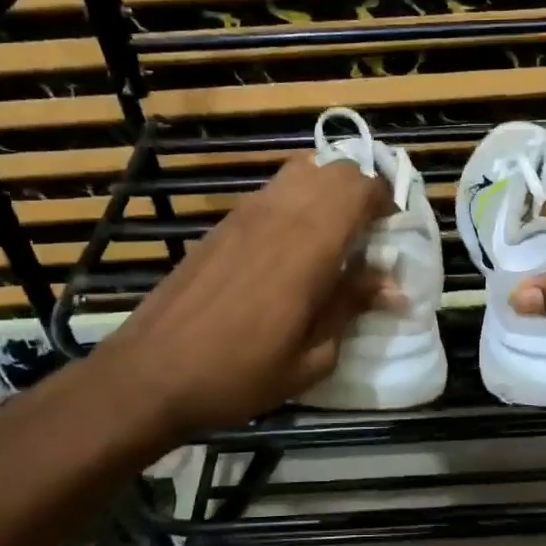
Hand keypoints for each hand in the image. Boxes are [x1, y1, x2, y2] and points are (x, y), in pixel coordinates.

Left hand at [91, 154, 394, 440]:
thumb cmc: (240, 374)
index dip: (386, 200)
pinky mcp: (221, 226)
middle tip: (369, 233)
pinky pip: (272, 193)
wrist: (151, 374)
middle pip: (332, 170)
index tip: (393, 232)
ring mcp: (244, 215)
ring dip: (327, 192)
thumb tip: (393, 287)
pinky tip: (292, 247)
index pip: (359, 188)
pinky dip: (296, 202)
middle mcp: (278, 215)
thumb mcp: (311, 357)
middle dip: (361, 191)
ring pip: (299, 173)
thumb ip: (351, 308)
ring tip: (334, 234)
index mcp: (309, 245)